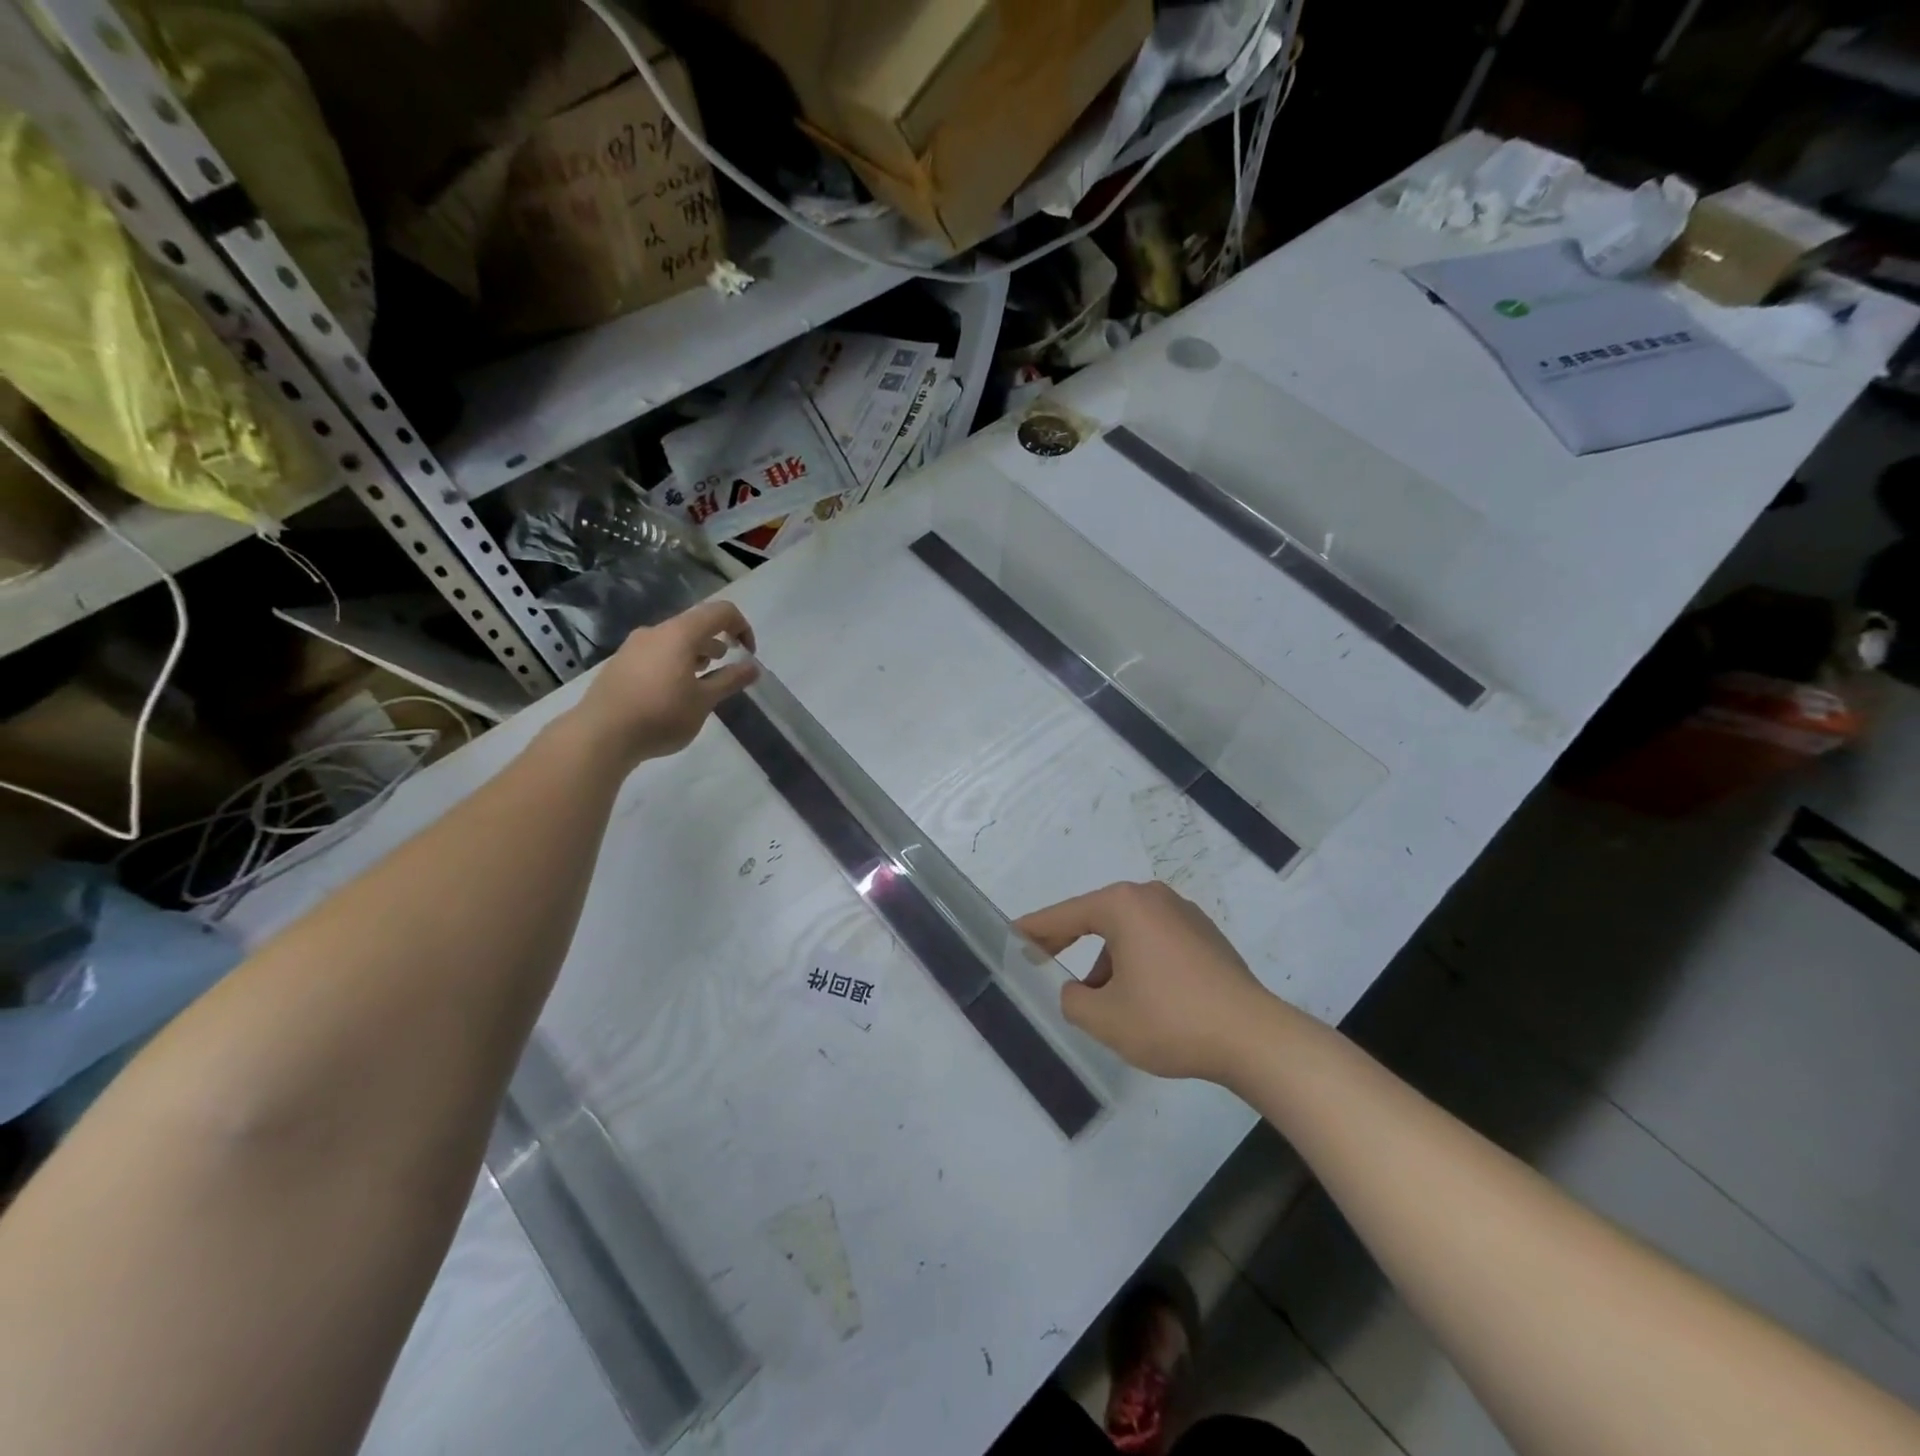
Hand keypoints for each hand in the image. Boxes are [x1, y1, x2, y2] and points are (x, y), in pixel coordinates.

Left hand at [572, 599, 759, 766]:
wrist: (600, 734)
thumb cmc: (661, 715)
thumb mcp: (704, 701)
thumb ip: (730, 680)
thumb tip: (752, 667)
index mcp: (680, 633)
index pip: (721, 612)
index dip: (742, 628)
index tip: (747, 655)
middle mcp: (656, 632)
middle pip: (695, 624)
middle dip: (717, 644)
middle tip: (724, 671)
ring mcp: (634, 646)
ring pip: (674, 640)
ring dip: (695, 655)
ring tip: (700, 684)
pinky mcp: (620, 663)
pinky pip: (656, 654)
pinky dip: (674, 664)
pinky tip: (672, 694)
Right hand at [1017, 881, 1276, 1082]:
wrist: (1254, 1038)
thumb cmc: (1170, 1021)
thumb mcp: (1105, 1018)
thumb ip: (1073, 1000)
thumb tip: (1078, 990)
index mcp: (1124, 905)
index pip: (1066, 915)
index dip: (1035, 929)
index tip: (1012, 935)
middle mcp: (1153, 898)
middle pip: (1097, 918)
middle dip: (1070, 944)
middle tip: (1043, 962)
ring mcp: (1184, 914)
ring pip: (1128, 934)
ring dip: (1108, 962)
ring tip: (1103, 1004)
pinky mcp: (1205, 936)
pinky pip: (1155, 942)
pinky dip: (1137, 963)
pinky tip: (1142, 1000)